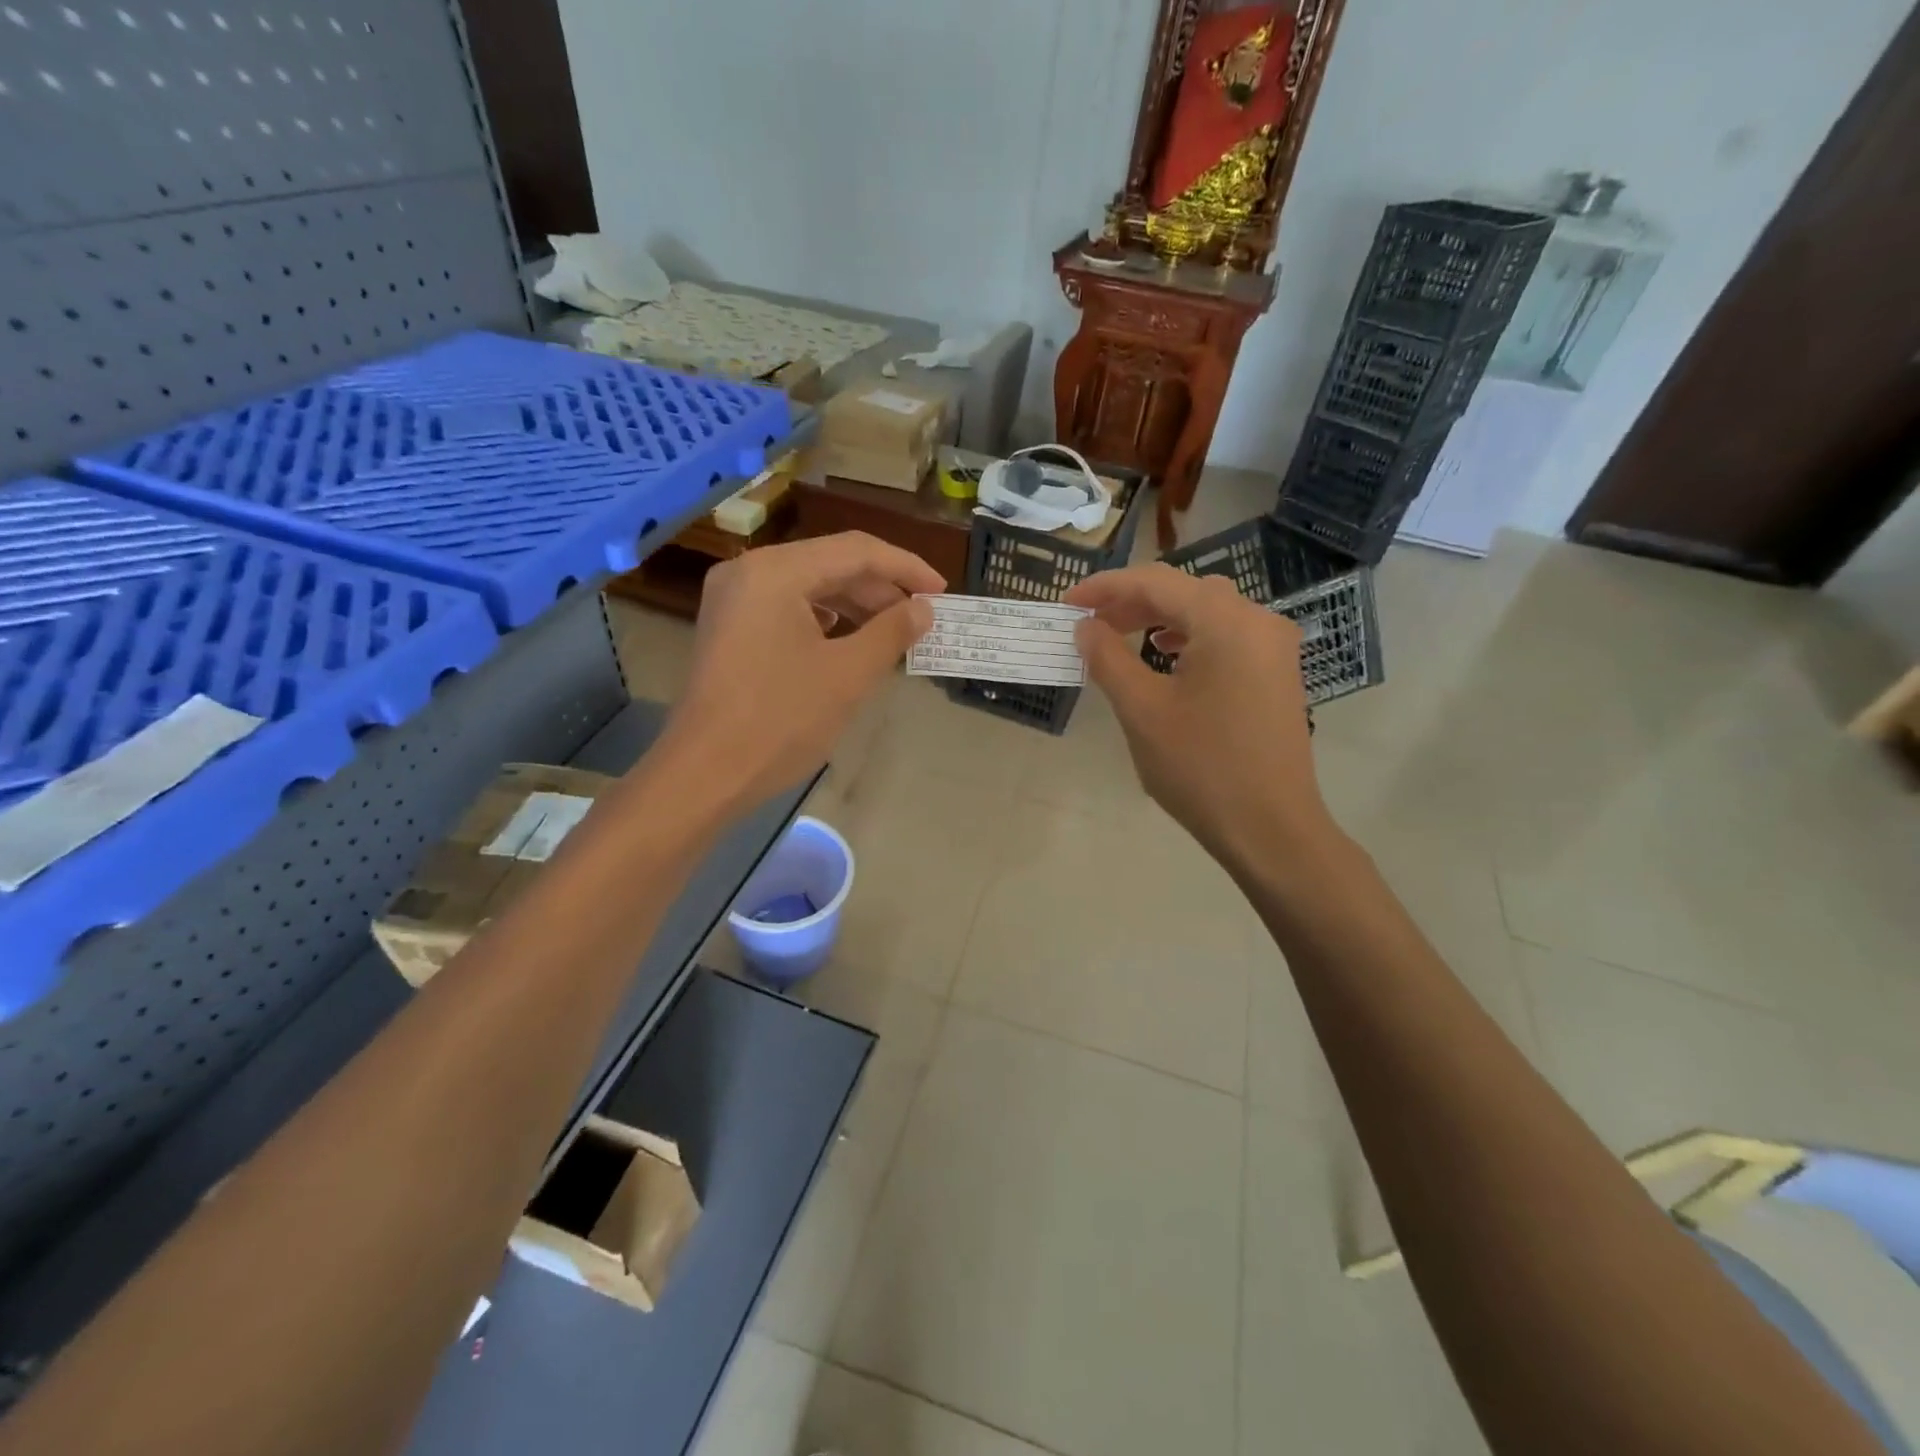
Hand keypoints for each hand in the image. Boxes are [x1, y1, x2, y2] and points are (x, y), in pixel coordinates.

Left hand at [655, 532, 941, 810]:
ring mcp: (734, 599)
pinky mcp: (730, 627)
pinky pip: (788, 608)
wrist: (705, 774)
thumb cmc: (780, 721)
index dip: (906, 567)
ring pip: (809, 587)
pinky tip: (850, 642)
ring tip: (895, 633)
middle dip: (880, 589)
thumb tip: (923, 609)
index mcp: (776, 572)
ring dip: (855, 606)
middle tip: (922, 618)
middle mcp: (749, 571)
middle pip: (830, 564)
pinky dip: (826, 621)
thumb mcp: (847, 675)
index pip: (856, 551)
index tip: (942, 592)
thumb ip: (891, 632)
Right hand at [1065, 564, 1337, 871]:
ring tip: (1120, 637)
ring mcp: (1273, 647)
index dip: (1106, 587)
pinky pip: (1226, 636)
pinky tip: (1166, 657)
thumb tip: (1085, 626)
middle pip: (1184, 591)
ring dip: (1159, 618)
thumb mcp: (1142, 711)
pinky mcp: (1276, 673)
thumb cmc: (1201, 768)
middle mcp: (1257, 621)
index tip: (1067, 603)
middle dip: (1131, 602)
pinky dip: (1189, 638)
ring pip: (1206, 612)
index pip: (1156, 582)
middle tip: (1088, 624)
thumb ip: (1108, 658)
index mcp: (1226, 621)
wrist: (1270, 829)